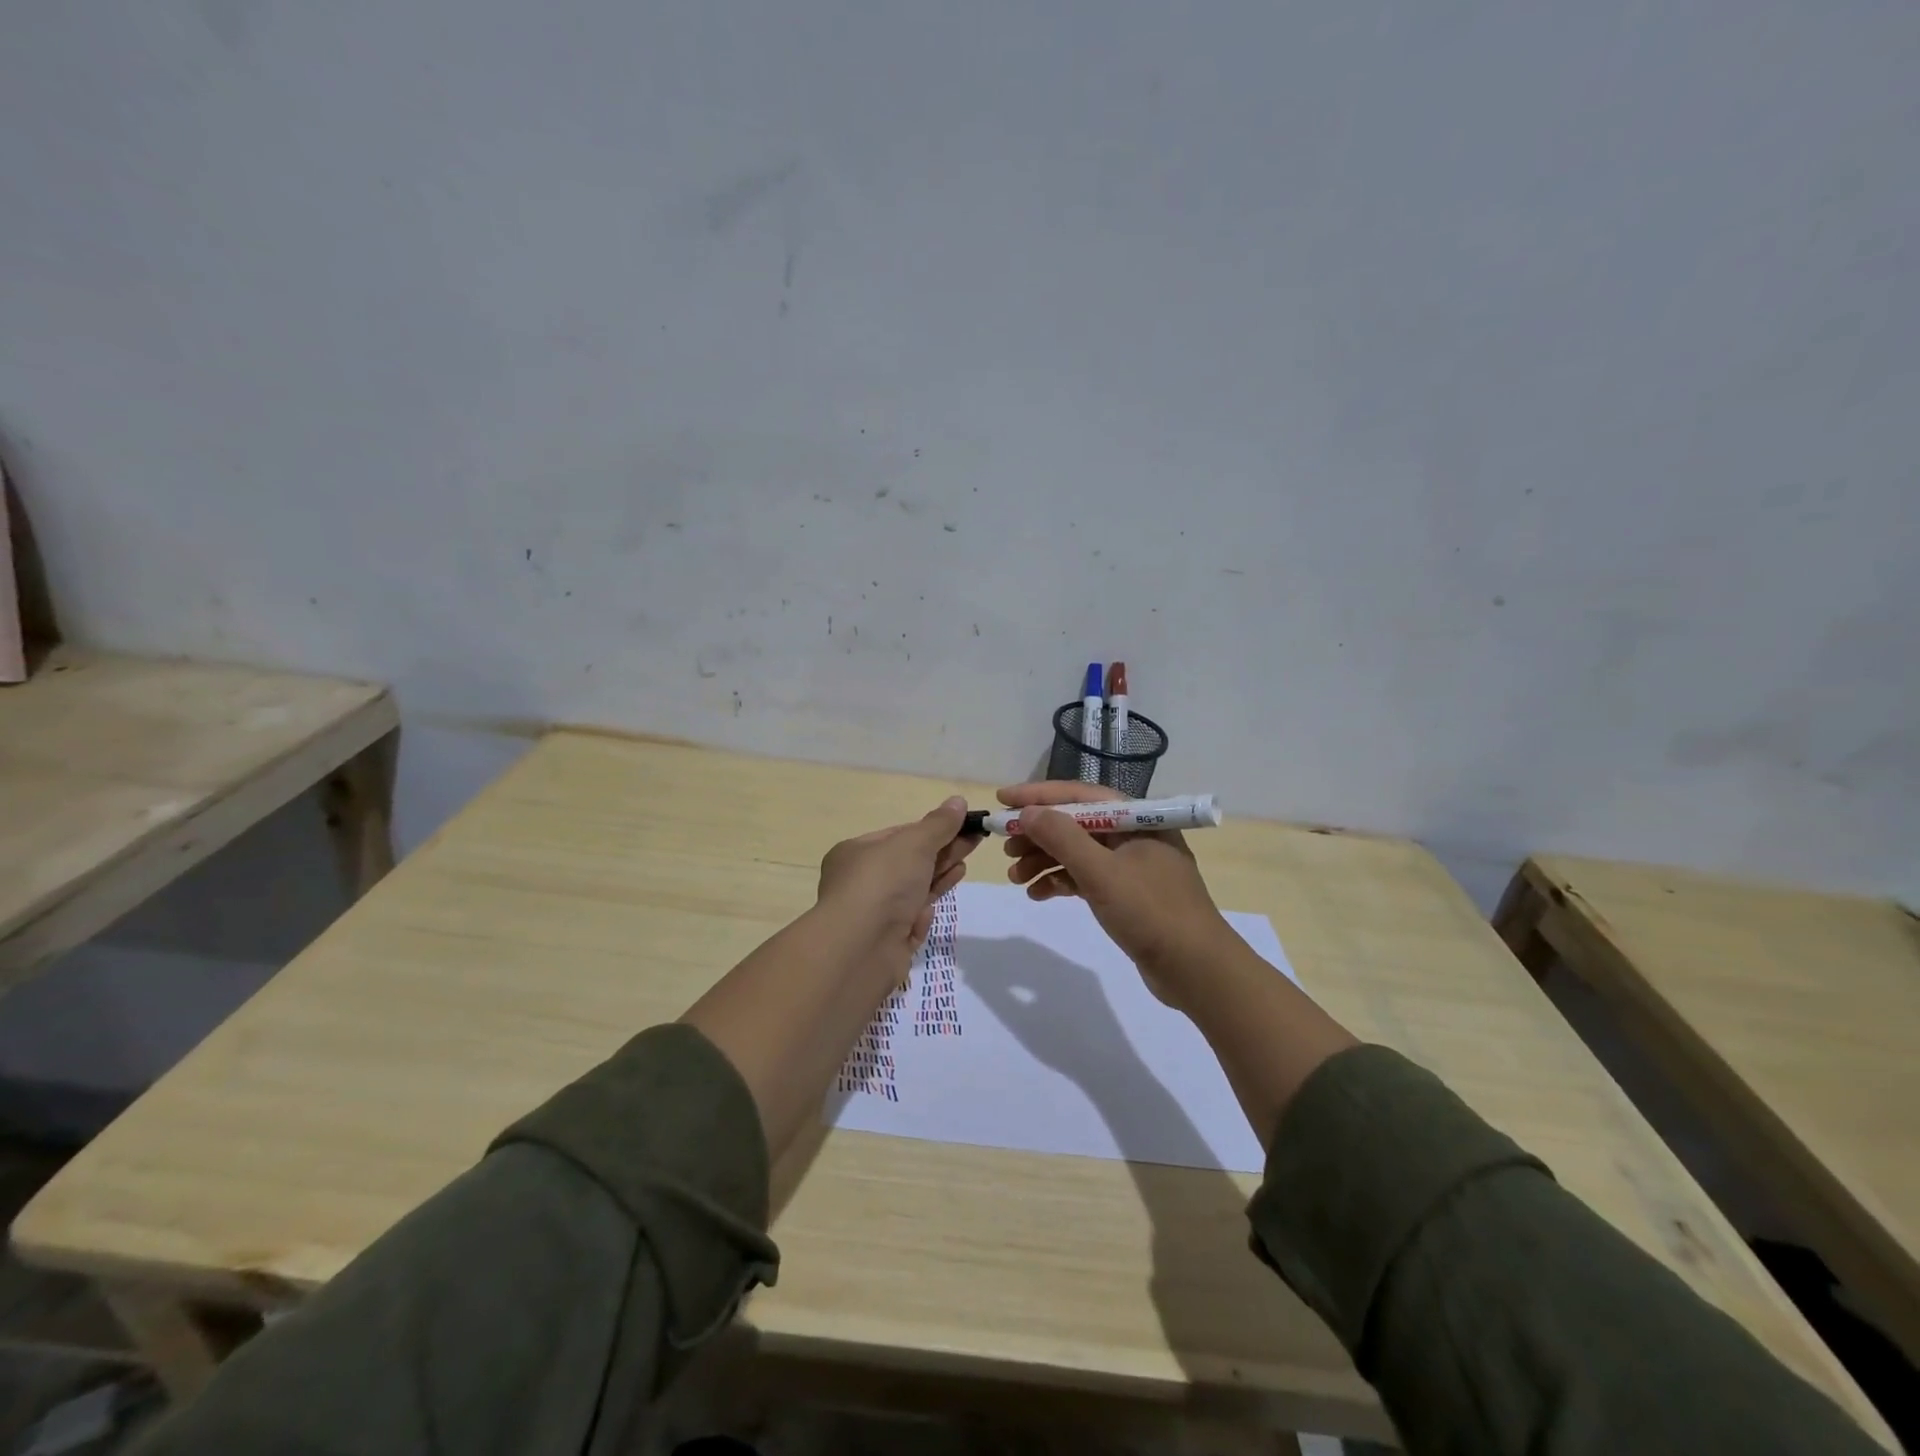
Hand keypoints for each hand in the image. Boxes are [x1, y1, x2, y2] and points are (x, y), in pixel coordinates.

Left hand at [815, 797, 976, 981]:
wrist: (860, 948)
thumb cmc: (882, 883)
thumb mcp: (914, 844)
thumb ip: (939, 824)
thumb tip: (958, 801)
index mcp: (856, 853)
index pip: (899, 835)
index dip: (931, 830)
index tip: (962, 825)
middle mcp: (860, 882)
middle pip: (909, 863)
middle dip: (942, 852)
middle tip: (975, 841)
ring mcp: (872, 914)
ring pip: (912, 892)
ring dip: (938, 878)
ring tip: (964, 866)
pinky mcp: (885, 943)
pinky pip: (909, 923)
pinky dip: (921, 915)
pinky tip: (931, 910)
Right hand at [996, 781, 1234, 1006]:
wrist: (1198, 970)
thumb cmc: (1151, 912)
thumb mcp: (1102, 873)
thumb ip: (1062, 838)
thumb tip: (1028, 813)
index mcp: (1136, 818)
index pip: (1079, 795)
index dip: (1038, 795)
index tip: (1002, 800)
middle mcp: (1134, 834)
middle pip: (1075, 823)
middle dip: (1038, 834)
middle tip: (1004, 847)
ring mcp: (1131, 866)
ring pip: (1078, 852)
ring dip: (1044, 861)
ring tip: (1015, 877)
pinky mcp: (1128, 894)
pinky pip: (1087, 878)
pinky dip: (1061, 882)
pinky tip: (1037, 895)